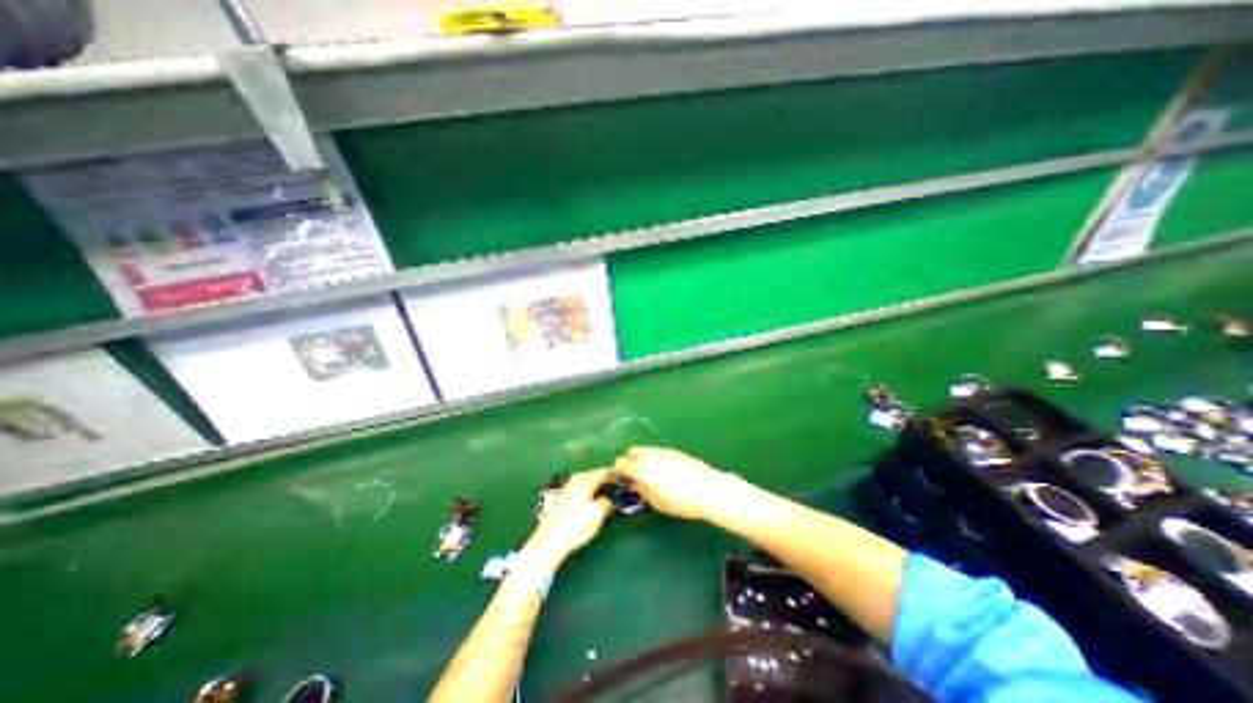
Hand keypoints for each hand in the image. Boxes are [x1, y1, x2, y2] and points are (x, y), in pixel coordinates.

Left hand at [524, 470, 611, 567]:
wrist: (551, 540)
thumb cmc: (577, 524)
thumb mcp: (598, 513)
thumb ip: (607, 502)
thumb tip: (608, 499)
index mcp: (585, 480)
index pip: (603, 471)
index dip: (615, 473)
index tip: (626, 476)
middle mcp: (577, 480)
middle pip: (595, 475)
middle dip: (607, 479)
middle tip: (620, 484)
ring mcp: (570, 488)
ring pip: (589, 482)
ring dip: (599, 485)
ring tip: (610, 491)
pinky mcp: (566, 499)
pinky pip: (584, 489)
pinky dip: (592, 491)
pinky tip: (596, 499)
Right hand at [613, 444, 729, 520]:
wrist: (706, 489)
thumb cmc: (678, 501)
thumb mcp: (656, 502)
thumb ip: (642, 490)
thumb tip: (636, 484)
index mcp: (640, 467)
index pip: (621, 462)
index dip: (619, 470)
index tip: (623, 479)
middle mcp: (649, 454)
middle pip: (633, 450)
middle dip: (631, 460)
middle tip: (636, 474)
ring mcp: (663, 450)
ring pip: (647, 450)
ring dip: (644, 458)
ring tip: (652, 474)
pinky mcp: (675, 450)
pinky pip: (659, 452)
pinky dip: (657, 458)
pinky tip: (666, 471)